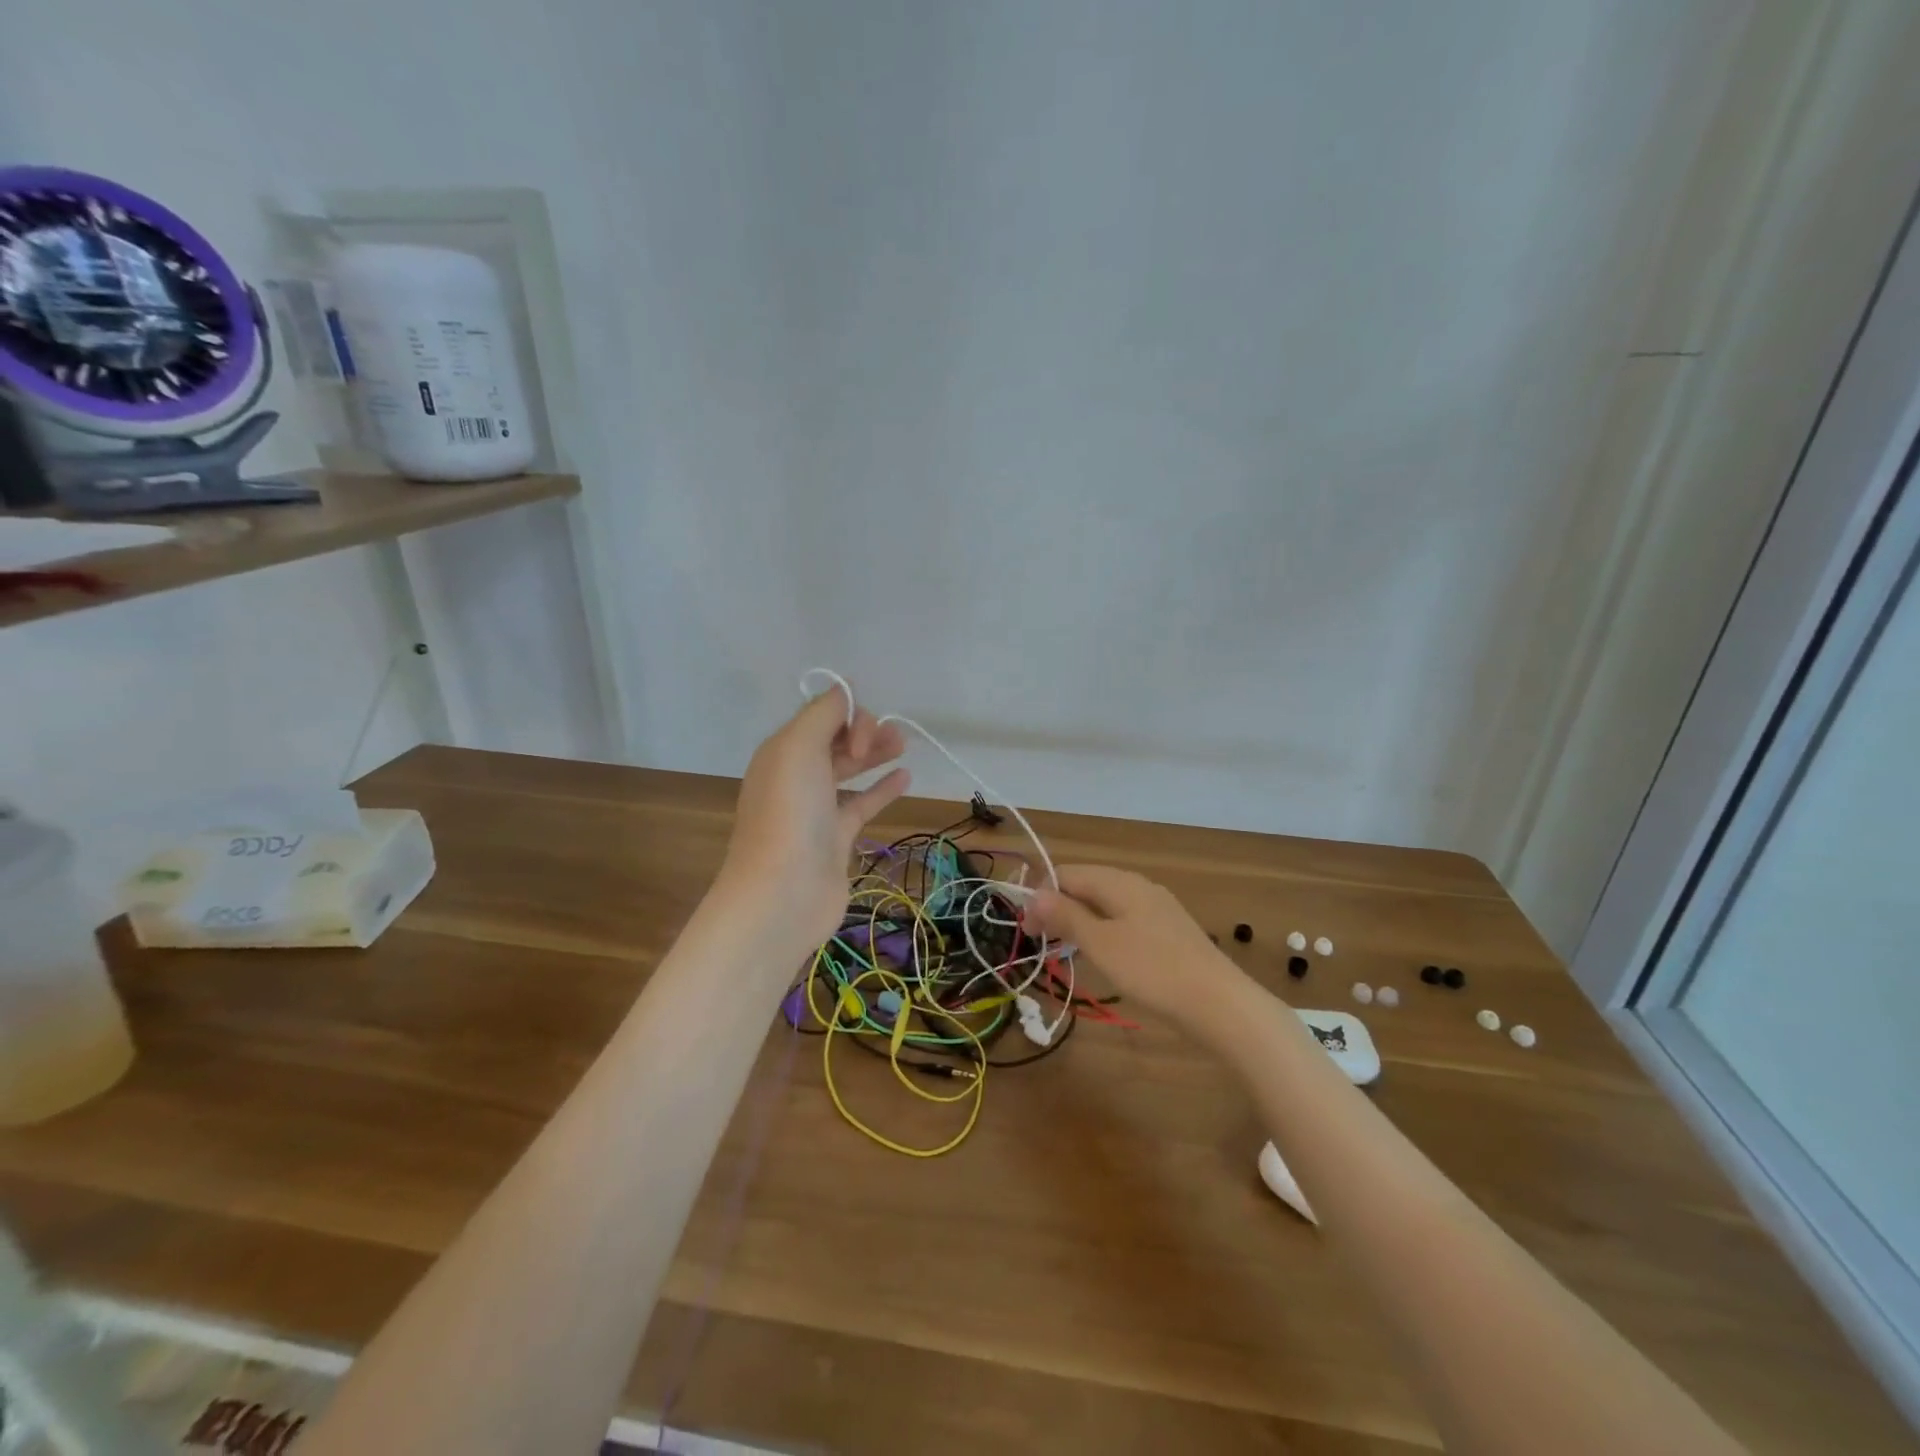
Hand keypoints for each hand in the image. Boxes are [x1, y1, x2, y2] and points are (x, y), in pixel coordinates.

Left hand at [718, 688, 910, 947]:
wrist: (783, 892)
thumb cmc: (790, 813)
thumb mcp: (799, 748)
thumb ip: (823, 714)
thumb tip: (844, 690)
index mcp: (782, 751)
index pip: (820, 716)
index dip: (848, 715)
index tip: (864, 739)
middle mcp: (796, 776)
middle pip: (835, 740)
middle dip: (865, 731)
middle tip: (894, 740)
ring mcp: (816, 809)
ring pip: (849, 770)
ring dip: (875, 754)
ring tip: (904, 745)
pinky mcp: (835, 838)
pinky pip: (861, 803)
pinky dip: (882, 788)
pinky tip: (906, 777)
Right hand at [1027, 865, 1257, 1042]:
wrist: (1219, 1003)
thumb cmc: (1152, 970)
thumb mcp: (1101, 943)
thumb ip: (1067, 915)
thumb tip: (1034, 893)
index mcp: (1119, 881)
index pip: (1066, 873)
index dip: (1040, 896)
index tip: (1026, 929)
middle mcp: (1137, 885)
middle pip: (1086, 885)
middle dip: (1058, 907)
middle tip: (1041, 940)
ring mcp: (1156, 907)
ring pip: (1105, 903)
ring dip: (1079, 920)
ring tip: (1064, 949)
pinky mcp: (1167, 930)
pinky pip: (1123, 919)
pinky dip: (1103, 931)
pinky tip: (1102, 954)